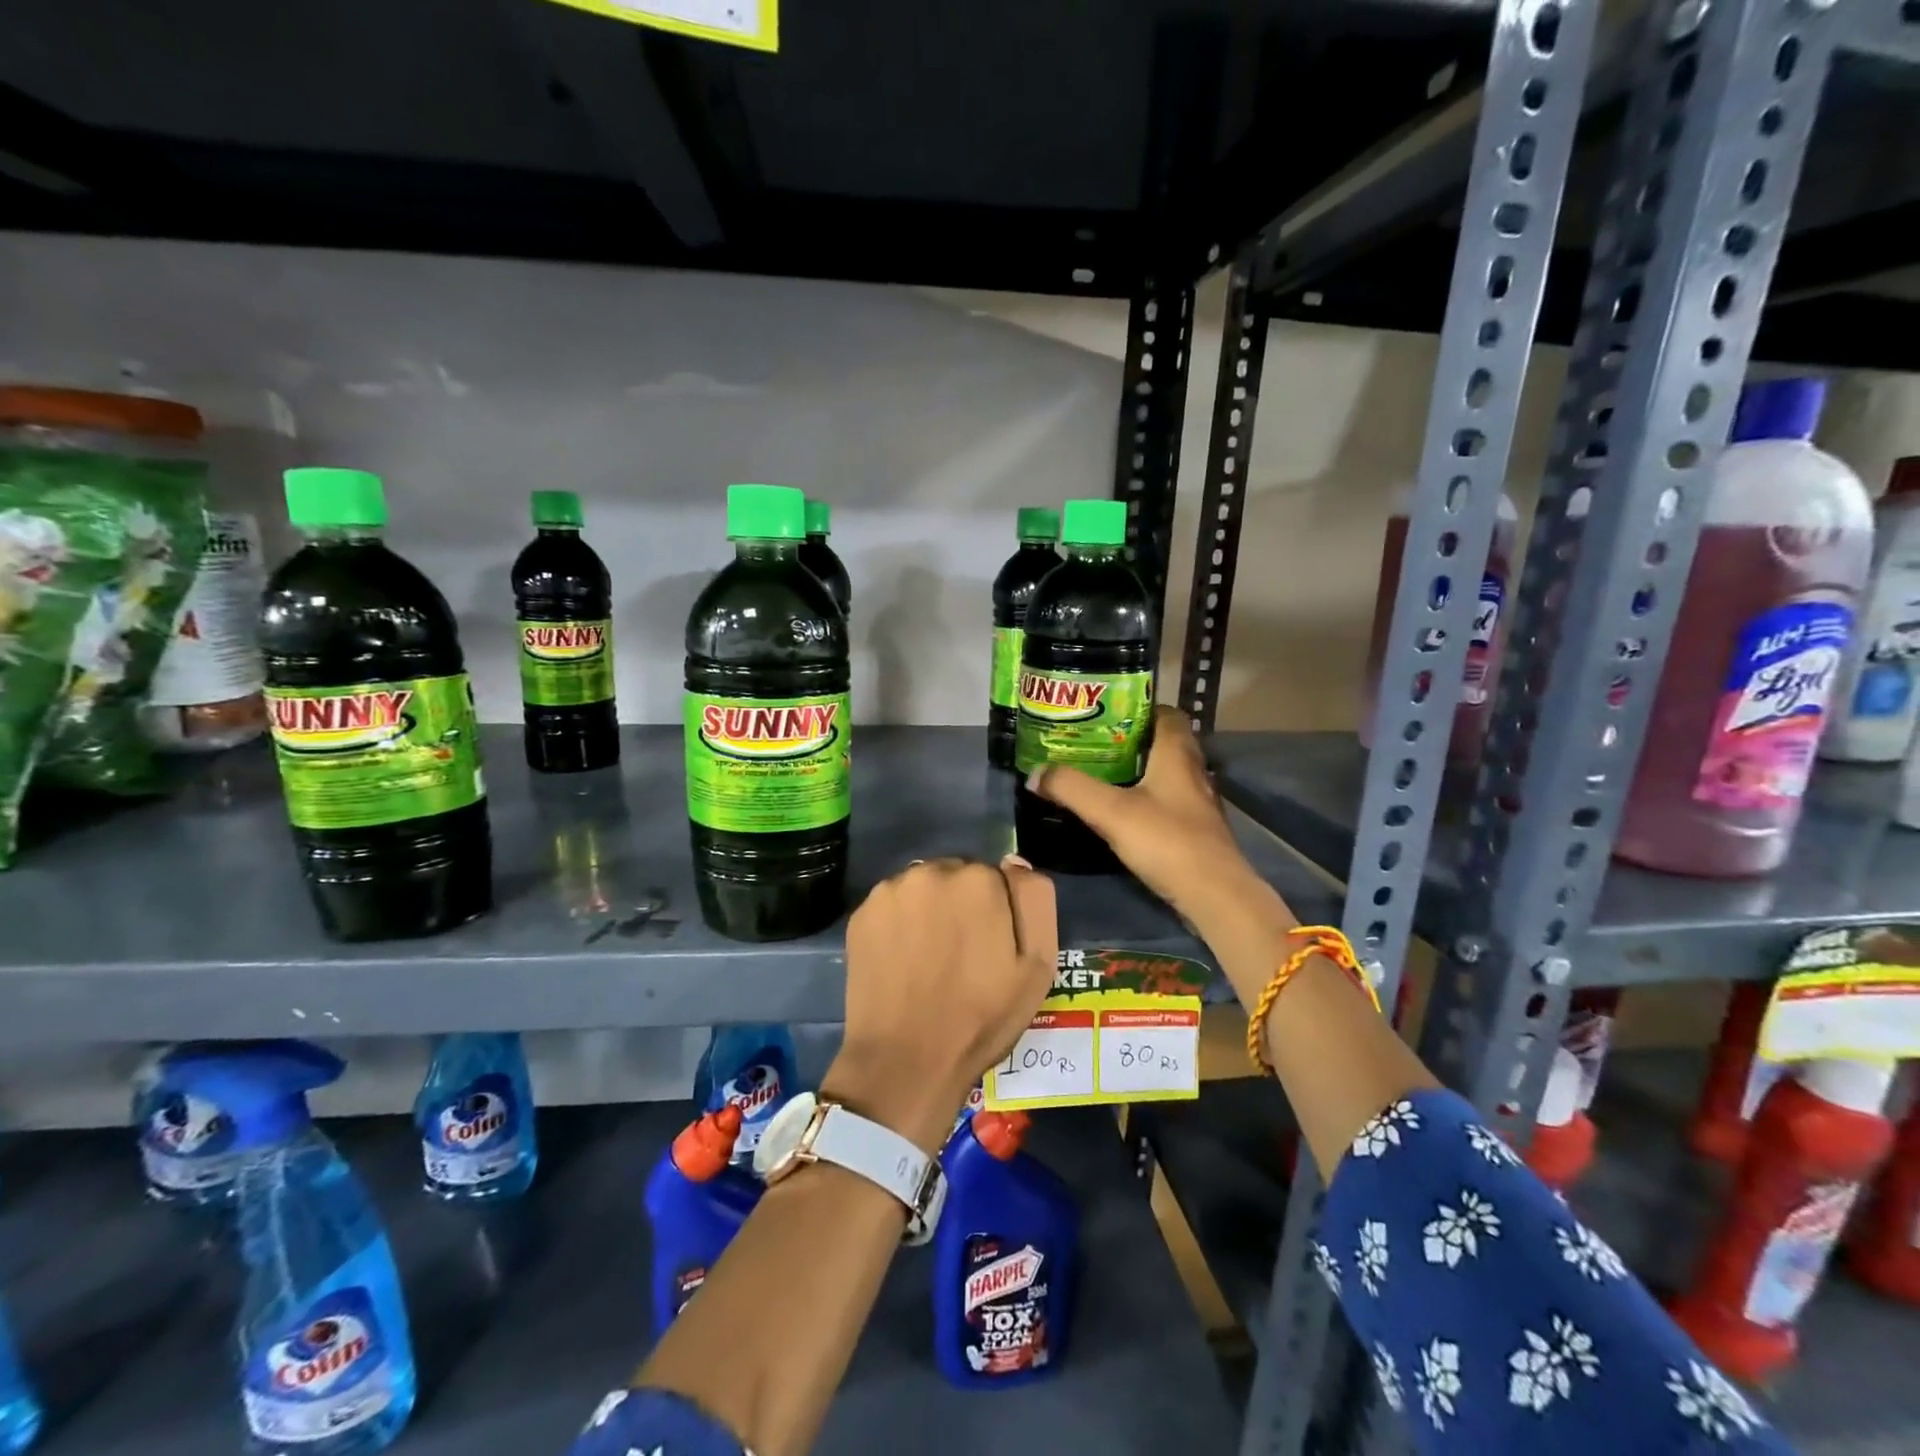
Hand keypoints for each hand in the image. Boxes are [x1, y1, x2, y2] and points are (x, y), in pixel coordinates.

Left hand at [822, 856, 1057, 1152]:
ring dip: (929, 909)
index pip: (996, 877)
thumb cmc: (981, 1017)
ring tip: (928, 958)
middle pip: (956, 876)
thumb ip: (1035, 901)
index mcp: (979, 880)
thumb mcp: (1037, 965)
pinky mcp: (861, 912)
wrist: (906, 1060)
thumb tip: (1014, 861)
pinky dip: (900, 923)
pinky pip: (892, 905)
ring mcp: (890, 890)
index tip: (991, 945)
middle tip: (960, 954)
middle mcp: (931, 870)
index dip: (997, 912)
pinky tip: (902, 959)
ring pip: (922, 888)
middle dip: (961, 904)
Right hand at [1026, 706, 1251, 920]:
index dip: (1137, 708)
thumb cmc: (1166, 841)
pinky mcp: (1196, 829)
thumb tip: (1036, 773)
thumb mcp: (1110, 812)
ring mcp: (1197, 802)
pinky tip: (1123, 812)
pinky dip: (1147, 799)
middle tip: (1093, 745)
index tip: (1104, 714)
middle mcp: (1193, 770)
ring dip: (1138, 771)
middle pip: (1163, 742)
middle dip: (1130, 740)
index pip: (1165, 713)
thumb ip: (1071, 789)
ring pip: (1166, 773)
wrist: (1214, 895)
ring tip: (1101, 775)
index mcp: (1177, 754)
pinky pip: (1168, 800)